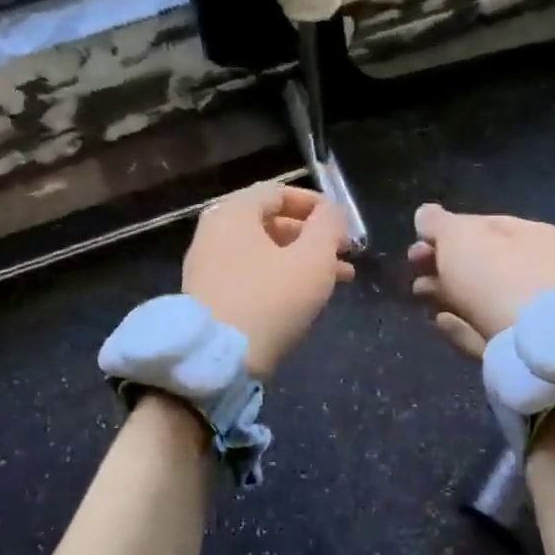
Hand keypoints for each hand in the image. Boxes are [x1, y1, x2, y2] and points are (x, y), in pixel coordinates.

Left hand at [183, 184, 354, 379]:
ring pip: (265, 253)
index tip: (344, 224)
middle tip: (346, 254)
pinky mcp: (210, 298)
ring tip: (341, 279)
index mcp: (233, 213)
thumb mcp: (312, 259)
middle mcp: (215, 233)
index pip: (279, 192)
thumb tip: (332, 211)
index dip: (317, 204)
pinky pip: (252, 276)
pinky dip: (282, 279)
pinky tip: (308, 298)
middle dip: (314, 237)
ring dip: (304, 261)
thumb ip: (328, 226)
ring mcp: (208, 267)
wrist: (218, 361)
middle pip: (272, 223)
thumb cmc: (270, 300)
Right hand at [407, 203, 554, 359]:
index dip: (449, 229)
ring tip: (418, 293)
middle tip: (412, 266)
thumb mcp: (459, 237)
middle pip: (482, 263)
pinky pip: (483, 329)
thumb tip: (425, 214)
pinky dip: (459, 324)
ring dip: (445, 293)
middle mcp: (542, 272)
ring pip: (480, 298)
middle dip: (442, 263)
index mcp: (538, 237)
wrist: (530, 348)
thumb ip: (438, 224)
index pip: (487, 225)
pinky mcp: (521, 349)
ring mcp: (533, 314)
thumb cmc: (497, 277)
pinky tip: (438, 321)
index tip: (418, 239)